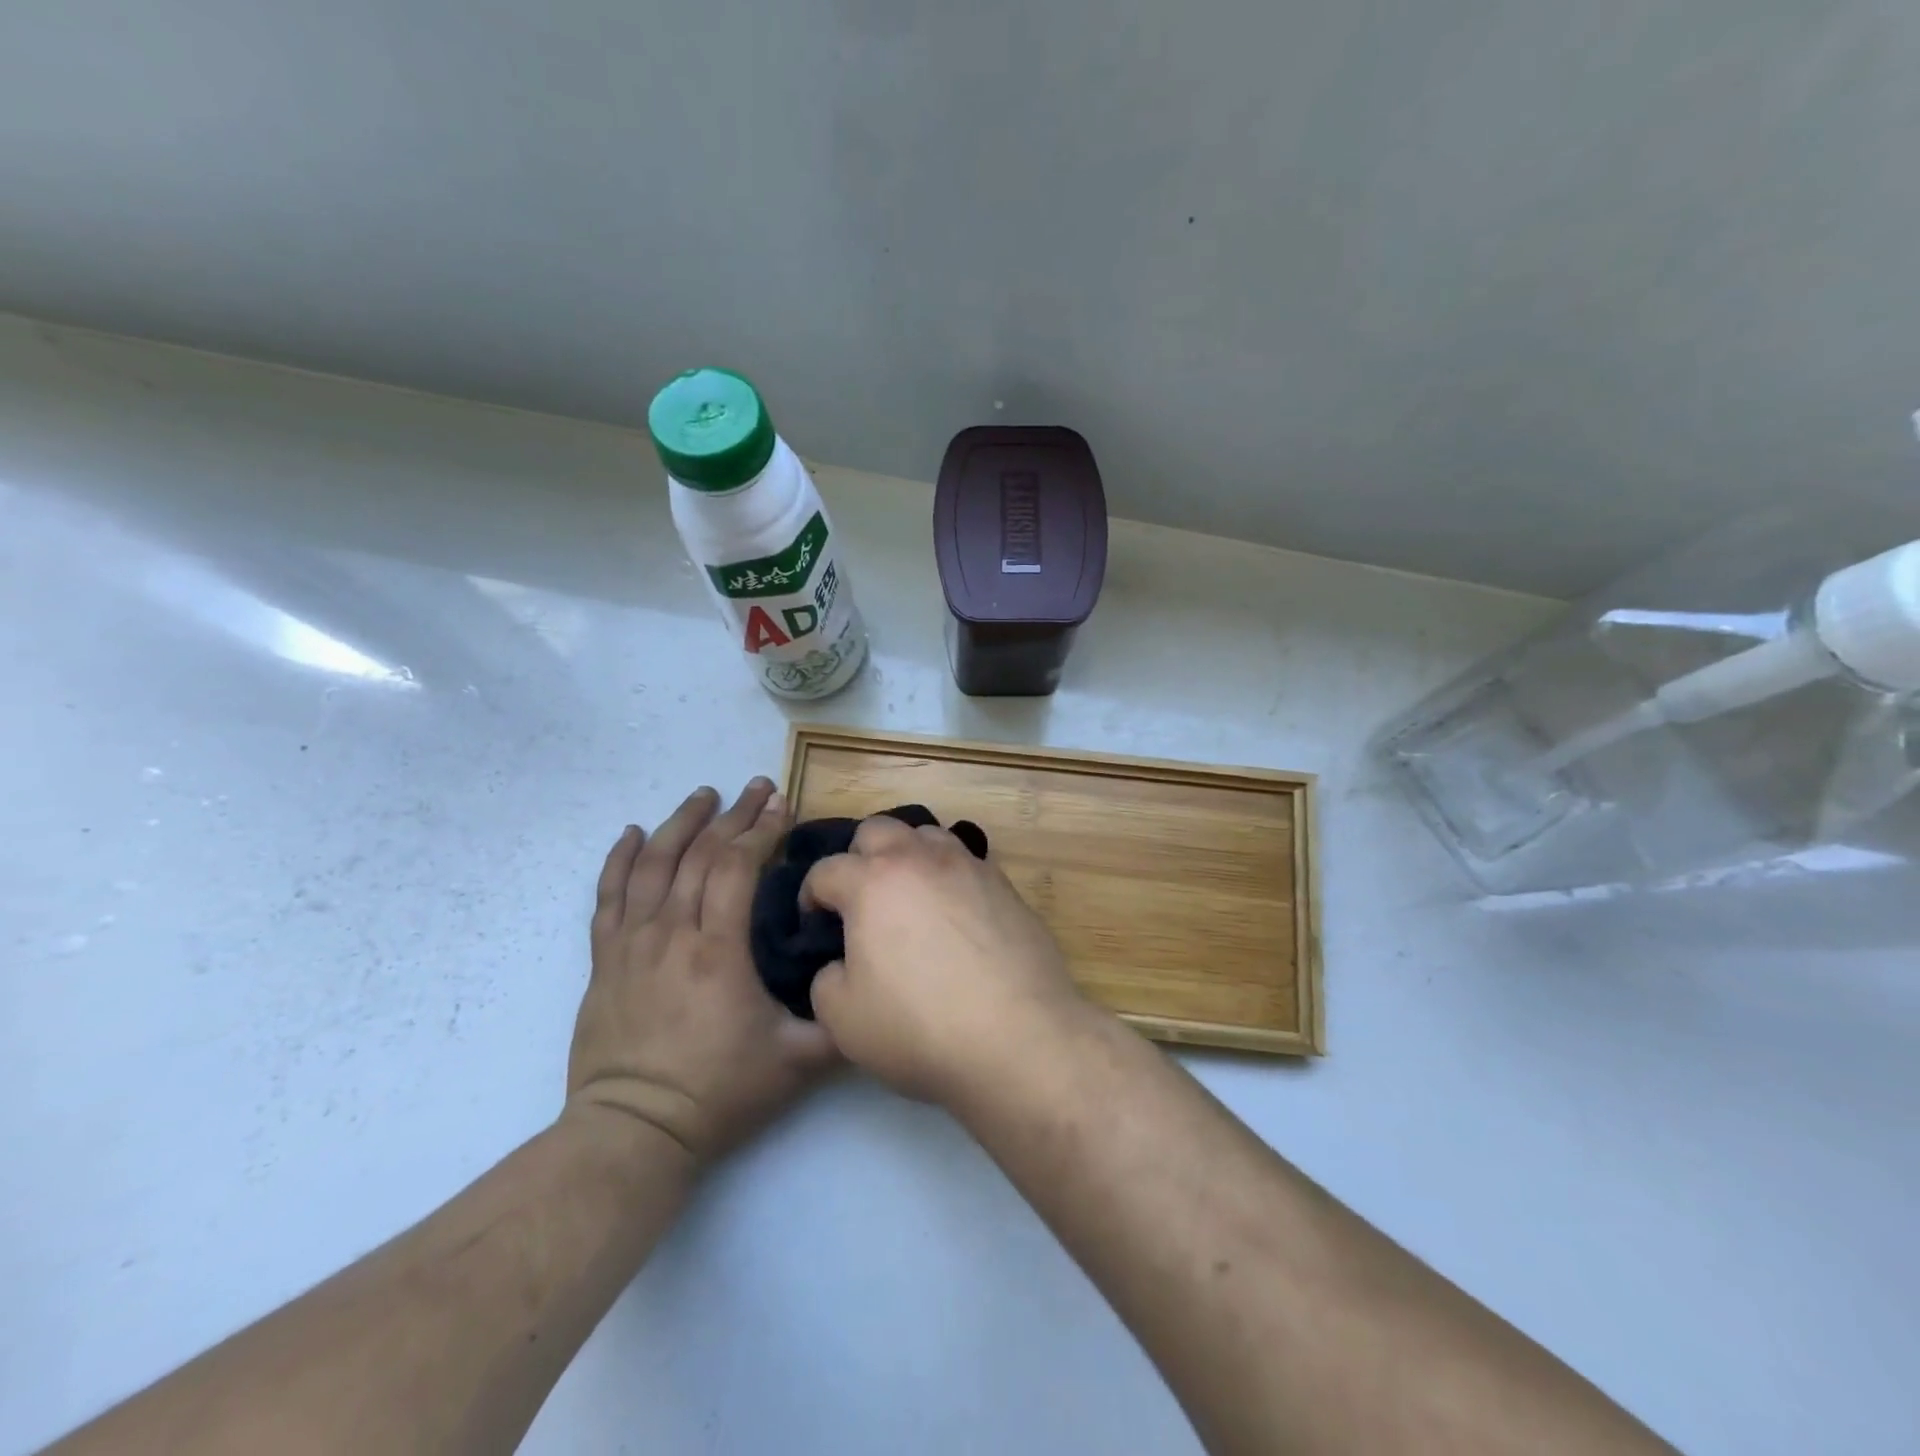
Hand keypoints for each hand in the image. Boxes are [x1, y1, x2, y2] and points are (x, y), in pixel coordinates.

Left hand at [567, 780, 836, 1167]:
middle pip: (700, 854)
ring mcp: (632, 943)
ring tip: (705, 794)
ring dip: (681, 823)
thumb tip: (871, 985)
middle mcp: (671, 933)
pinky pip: (608, 896)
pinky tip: (632, 833)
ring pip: (654, 864)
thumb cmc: (718, 1093)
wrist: (633, 1132)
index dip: (761, 830)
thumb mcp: (797, 1063)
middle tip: (758, 787)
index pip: (736, 867)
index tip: (783, 805)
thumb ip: (840, 1022)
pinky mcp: (605, 960)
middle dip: (733, 815)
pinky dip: (619, 859)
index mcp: (717, 949)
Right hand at [800, 816, 1089, 1105]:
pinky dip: (948, 875)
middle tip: (860, 900)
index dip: (810, 896)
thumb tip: (840, 963)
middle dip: (858, 857)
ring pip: (927, 835)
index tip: (815, 923)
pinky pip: (966, 862)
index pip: (826, 870)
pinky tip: (952, 911)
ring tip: (909, 895)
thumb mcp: (842, 1018)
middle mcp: (919, 860)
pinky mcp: (1004, 885)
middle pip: (877, 829)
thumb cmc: (919, 1026)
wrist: (1018, 1036)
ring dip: (908, 855)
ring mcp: (968, 866)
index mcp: (872, 882)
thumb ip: (826, 979)